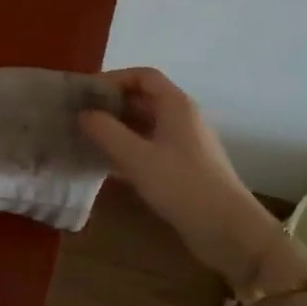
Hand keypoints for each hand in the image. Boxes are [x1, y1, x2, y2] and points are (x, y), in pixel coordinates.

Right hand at [80, 68, 284, 285]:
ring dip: (117, 129)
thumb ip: (106, 132)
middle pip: (143, 98)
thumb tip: (84, 113)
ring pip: (145, 125)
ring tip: (86, 138)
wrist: (227, 229)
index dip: (113, 79)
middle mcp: (181, 118)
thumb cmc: (182, 185)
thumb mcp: (137, 157)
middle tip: (79, 116)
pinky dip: (127, 150)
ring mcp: (183, 144)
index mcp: (176, 105)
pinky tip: (105, 165)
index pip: (143, 76)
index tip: (86, 93)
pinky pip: (149, 148)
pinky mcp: (182, 168)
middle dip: (111, 104)